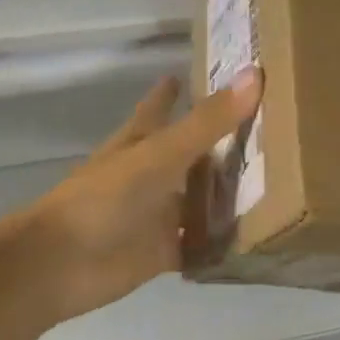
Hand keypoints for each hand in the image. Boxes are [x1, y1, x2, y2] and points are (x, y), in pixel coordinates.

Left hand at [21, 69, 262, 323]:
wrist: (60, 265)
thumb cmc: (104, 198)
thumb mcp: (160, 154)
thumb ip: (207, 122)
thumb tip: (256, 74)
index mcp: (141, 141)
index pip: (161, 106)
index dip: (176, 90)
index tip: (205, 74)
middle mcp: (152, 173)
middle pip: (190, 153)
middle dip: (221, 142)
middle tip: (269, 128)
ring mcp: (157, 214)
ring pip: (199, 198)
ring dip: (228, 192)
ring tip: (279, 180)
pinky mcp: (164, 251)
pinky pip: (201, 244)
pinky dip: (223, 242)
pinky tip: (258, 236)